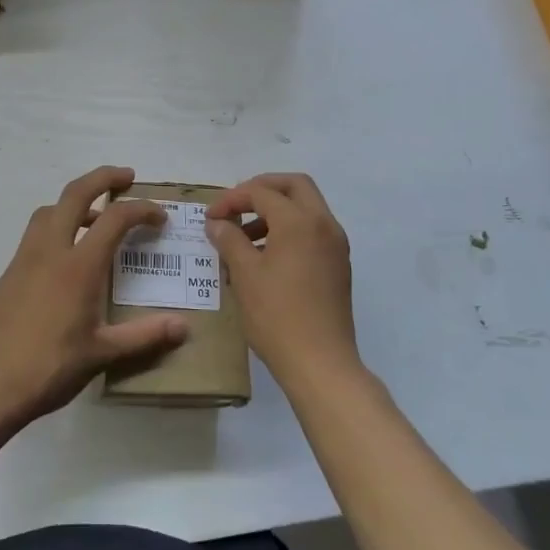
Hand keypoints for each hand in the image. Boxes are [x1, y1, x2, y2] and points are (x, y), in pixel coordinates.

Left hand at [0, 167, 190, 427]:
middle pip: (76, 193)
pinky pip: (35, 234)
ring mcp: (24, 259)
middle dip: (103, 177)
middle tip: (127, 178)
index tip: (160, 218)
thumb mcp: (103, 353)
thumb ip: (145, 335)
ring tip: (96, 217)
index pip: (115, 218)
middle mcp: (50, 250)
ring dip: (76, 201)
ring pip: (50, 209)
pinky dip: (56, 226)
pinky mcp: (8, 273)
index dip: (142, 210)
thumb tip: (183, 327)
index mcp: (78, 266)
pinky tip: (65, 257)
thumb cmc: (50, 368)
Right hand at [206, 173, 360, 389]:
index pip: (262, 193)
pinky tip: (266, 257)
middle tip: (236, 206)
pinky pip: (313, 231)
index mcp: (300, 222)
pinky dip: (290, 230)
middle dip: (262, 189)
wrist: (320, 363)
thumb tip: (217, 223)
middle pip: (295, 186)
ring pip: (307, 208)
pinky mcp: (338, 265)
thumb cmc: (277, 316)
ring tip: (245, 238)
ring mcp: (336, 245)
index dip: (232, 199)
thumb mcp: (245, 274)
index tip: (211, 218)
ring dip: (276, 211)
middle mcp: (324, 224)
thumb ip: (229, 240)